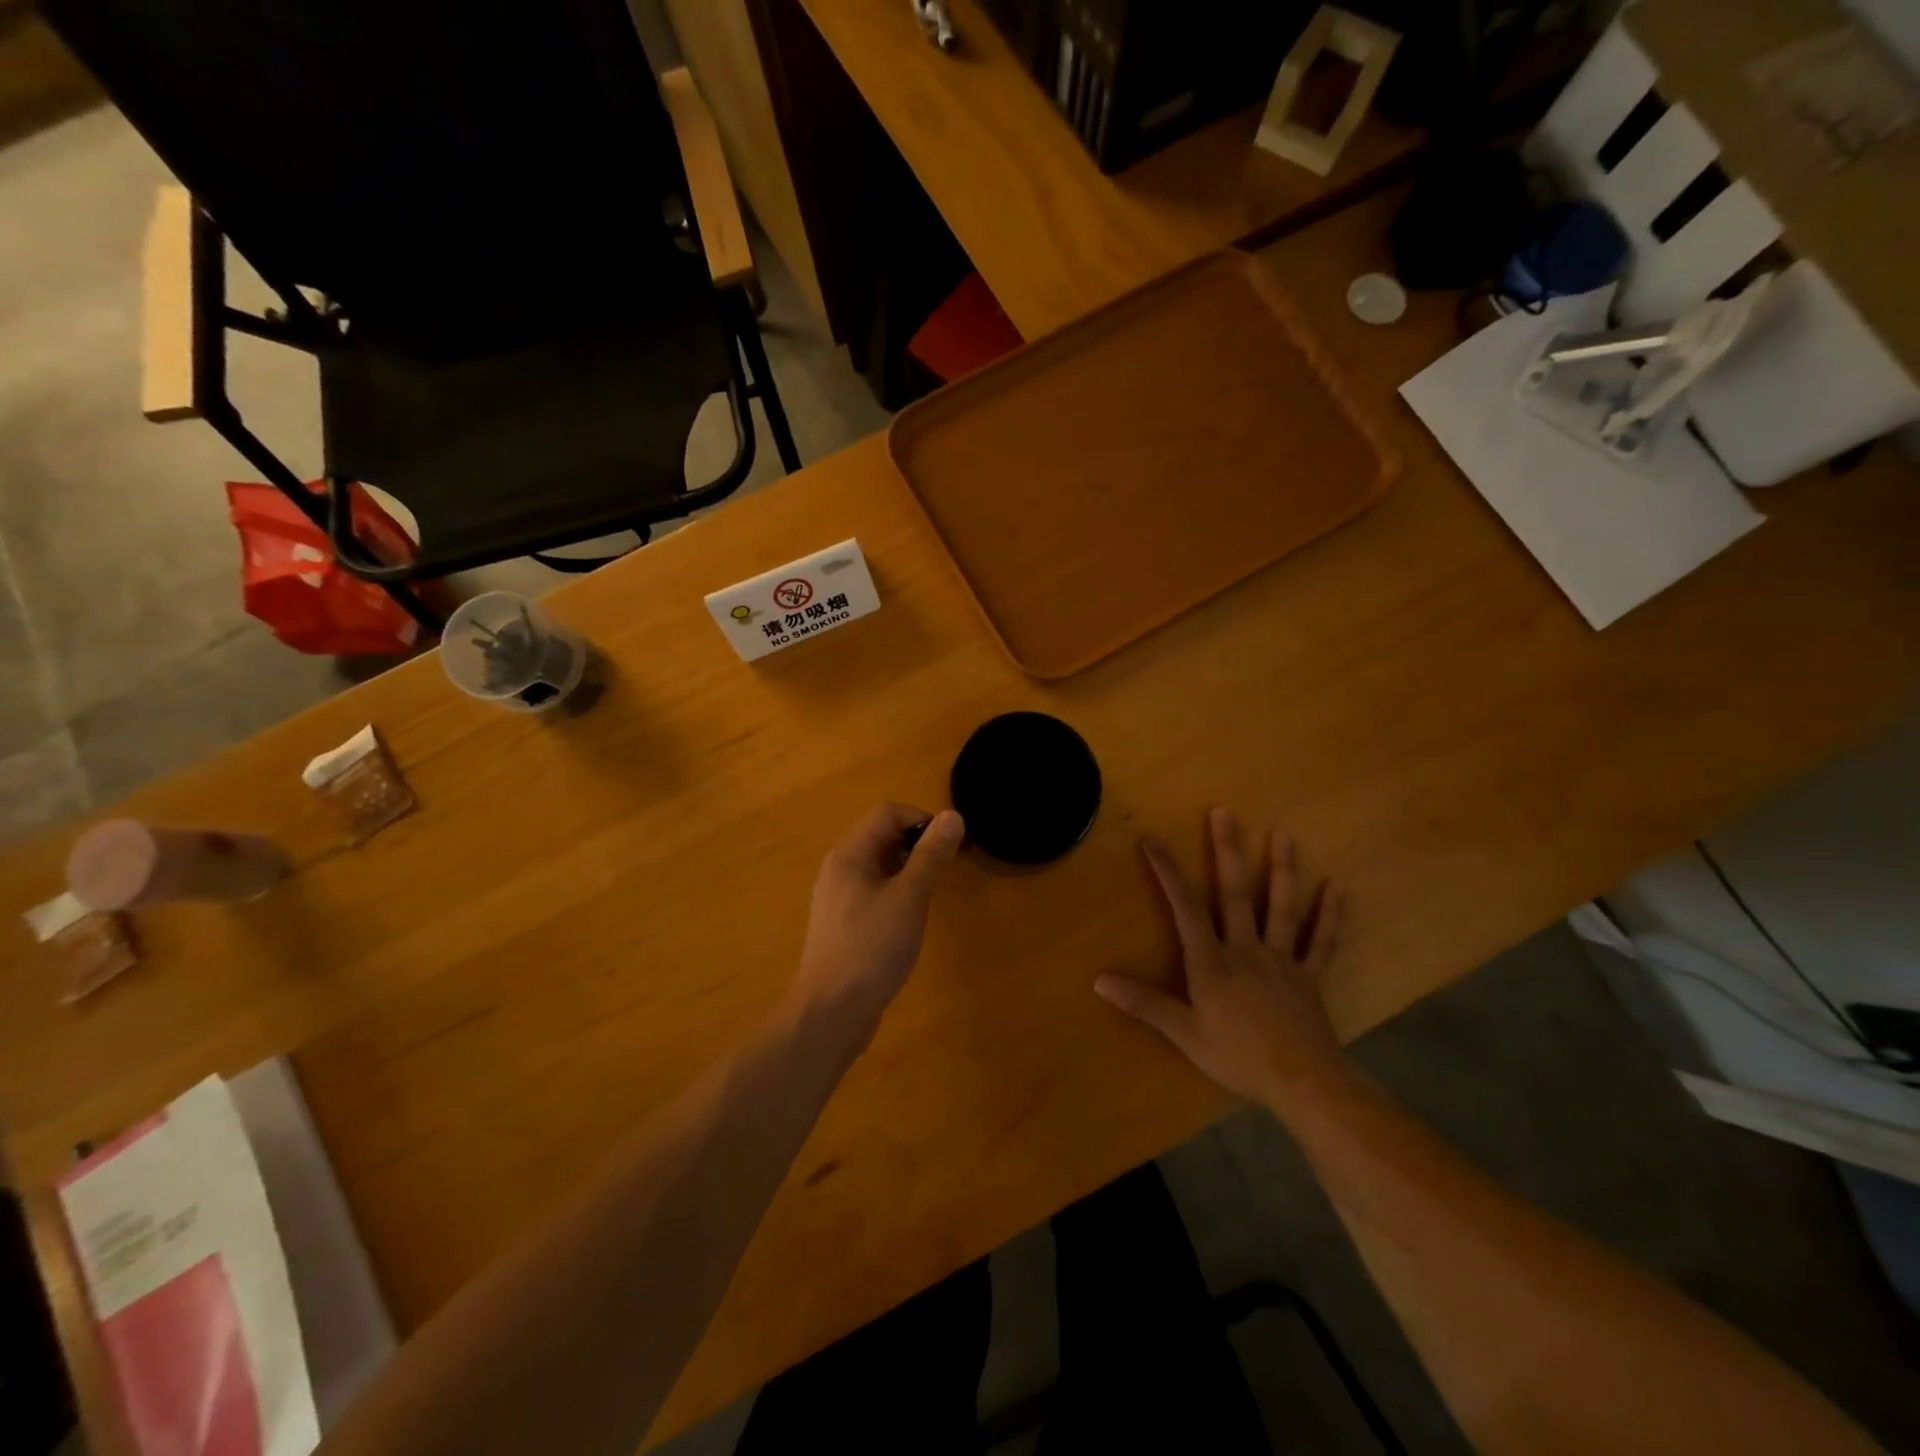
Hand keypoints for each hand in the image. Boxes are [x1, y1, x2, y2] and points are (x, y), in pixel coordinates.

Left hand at [791, 804, 964, 1036]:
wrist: (831, 1012)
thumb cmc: (872, 948)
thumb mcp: (909, 898)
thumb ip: (931, 856)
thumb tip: (953, 816)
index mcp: (849, 855)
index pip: (886, 813)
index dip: (921, 819)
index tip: (949, 845)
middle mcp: (839, 869)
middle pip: (881, 836)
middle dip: (917, 844)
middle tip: (946, 869)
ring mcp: (838, 898)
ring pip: (879, 866)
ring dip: (908, 869)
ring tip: (932, 893)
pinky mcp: (843, 923)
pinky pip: (873, 891)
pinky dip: (896, 892)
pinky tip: (911, 918)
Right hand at [1096, 808, 1349, 1108]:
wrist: (1302, 1082)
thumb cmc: (1237, 1057)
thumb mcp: (1184, 1033)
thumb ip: (1144, 1004)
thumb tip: (1099, 980)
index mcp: (1212, 961)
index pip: (1185, 907)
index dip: (1168, 872)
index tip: (1153, 839)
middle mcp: (1246, 949)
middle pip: (1234, 893)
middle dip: (1227, 851)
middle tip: (1224, 813)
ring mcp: (1282, 959)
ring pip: (1281, 907)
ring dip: (1282, 870)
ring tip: (1284, 835)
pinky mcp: (1310, 975)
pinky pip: (1322, 941)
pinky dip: (1330, 914)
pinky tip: (1338, 886)